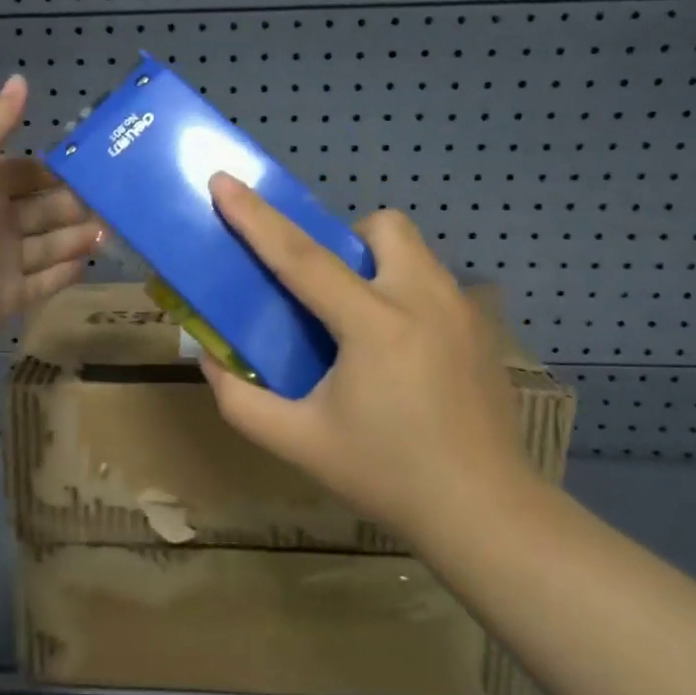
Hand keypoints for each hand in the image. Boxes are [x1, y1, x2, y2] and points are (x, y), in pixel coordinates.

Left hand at [0, 75, 100, 358]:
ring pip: (48, 246)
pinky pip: (43, 284)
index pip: (27, 174)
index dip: (57, 171)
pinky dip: (65, 274)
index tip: (96, 165)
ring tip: (112, 229)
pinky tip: (89, 261)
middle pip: (42, 210)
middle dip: (76, 204)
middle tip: (117, 200)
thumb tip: (21, 79)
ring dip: (78, 237)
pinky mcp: (7, 300)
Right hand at [198, 172, 546, 543]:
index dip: (256, 217)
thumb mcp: (298, 443)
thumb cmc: (386, 475)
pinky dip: (406, 295)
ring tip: (359, 323)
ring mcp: (463, 312)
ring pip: (415, 252)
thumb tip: (210, 358)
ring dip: (377, 266)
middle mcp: (424, 300)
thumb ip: (240, 400)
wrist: (485, 513)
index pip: (302, 257)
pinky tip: (400, 355)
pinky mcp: (483, 330)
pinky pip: (435, 284)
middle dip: (346, 239)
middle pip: (383, 227)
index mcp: (374, 326)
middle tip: (326, 290)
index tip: (224, 181)